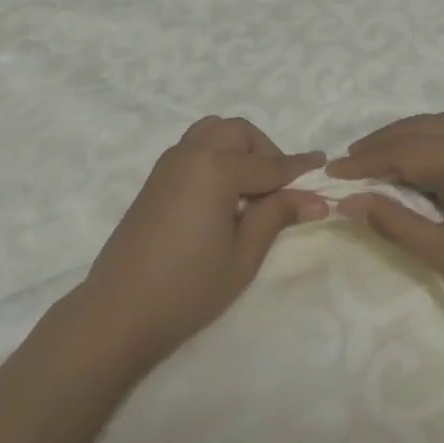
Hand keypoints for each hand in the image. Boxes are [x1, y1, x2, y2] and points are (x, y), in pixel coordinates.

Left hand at [75, 116, 326, 368]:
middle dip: (265, 151)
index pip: (269, 164)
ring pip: (214, 131)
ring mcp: (169, 162)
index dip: (299, 167)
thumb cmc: (188, 288)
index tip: (323, 162)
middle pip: (239, 132)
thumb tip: (316, 198)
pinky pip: (195, 146)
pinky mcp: (156, 177)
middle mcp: (192, 153)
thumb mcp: (243, 256)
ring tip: (251, 187)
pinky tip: (223, 194)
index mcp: (216, 168)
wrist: (120, 310)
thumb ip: (276, 216)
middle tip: (280, 188)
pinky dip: (216, 154)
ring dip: (238, 147)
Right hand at [328, 112, 443, 345]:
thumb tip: (350, 201)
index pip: (405, 151)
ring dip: (408, 137)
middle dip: (383, 142)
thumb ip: (396, 223)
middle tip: (349, 162)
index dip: (366, 162)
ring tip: (378, 158)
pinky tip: (423, 161)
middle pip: (423, 128)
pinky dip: (436, 141)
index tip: (332, 172)